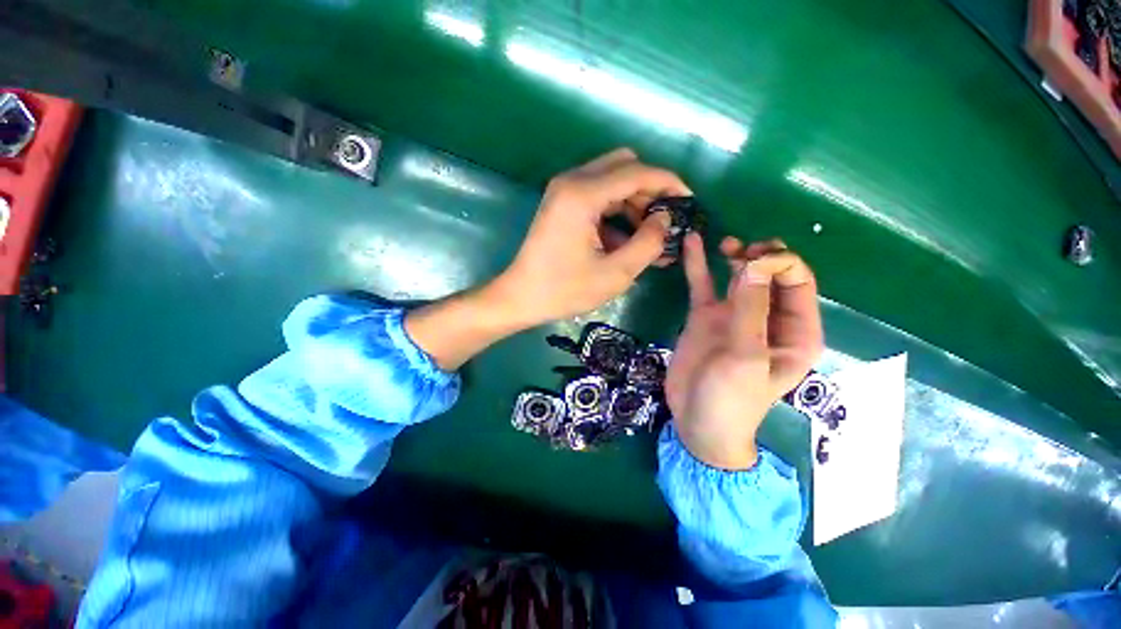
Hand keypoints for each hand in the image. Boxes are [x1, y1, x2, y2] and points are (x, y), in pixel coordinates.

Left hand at [489, 148, 690, 326]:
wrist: (521, 297)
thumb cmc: (564, 290)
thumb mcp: (614, 274)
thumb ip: (648, 243)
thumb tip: (665, 219)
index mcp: (583, 194)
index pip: (637, 172)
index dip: (668, 183)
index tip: (689, 201)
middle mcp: (572, 182)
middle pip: (624, 167)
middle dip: (650, 191)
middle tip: (664, 222)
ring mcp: (564, 191)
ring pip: (612, 181)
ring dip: (634, 203)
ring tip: (650, 238)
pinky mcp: (562, 204)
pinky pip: (598, 197)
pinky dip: (616, 212)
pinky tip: (626, 241)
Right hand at [664, 233, 823, 469]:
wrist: (696, 423)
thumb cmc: (732, 400)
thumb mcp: (747, 358)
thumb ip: (751, 311)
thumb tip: (755, 264)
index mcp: (796, 331)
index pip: (798, 282)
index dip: (780, 263)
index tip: (752, 262)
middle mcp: (769, 318)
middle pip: (771, 274)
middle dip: (759, 256)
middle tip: (738, 251)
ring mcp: (735, 316)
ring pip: (740, 276)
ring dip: (735, 256)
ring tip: (725, 244)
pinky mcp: (706, 317)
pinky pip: (704, 286)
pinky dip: (699, 265)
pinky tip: (693, 243)